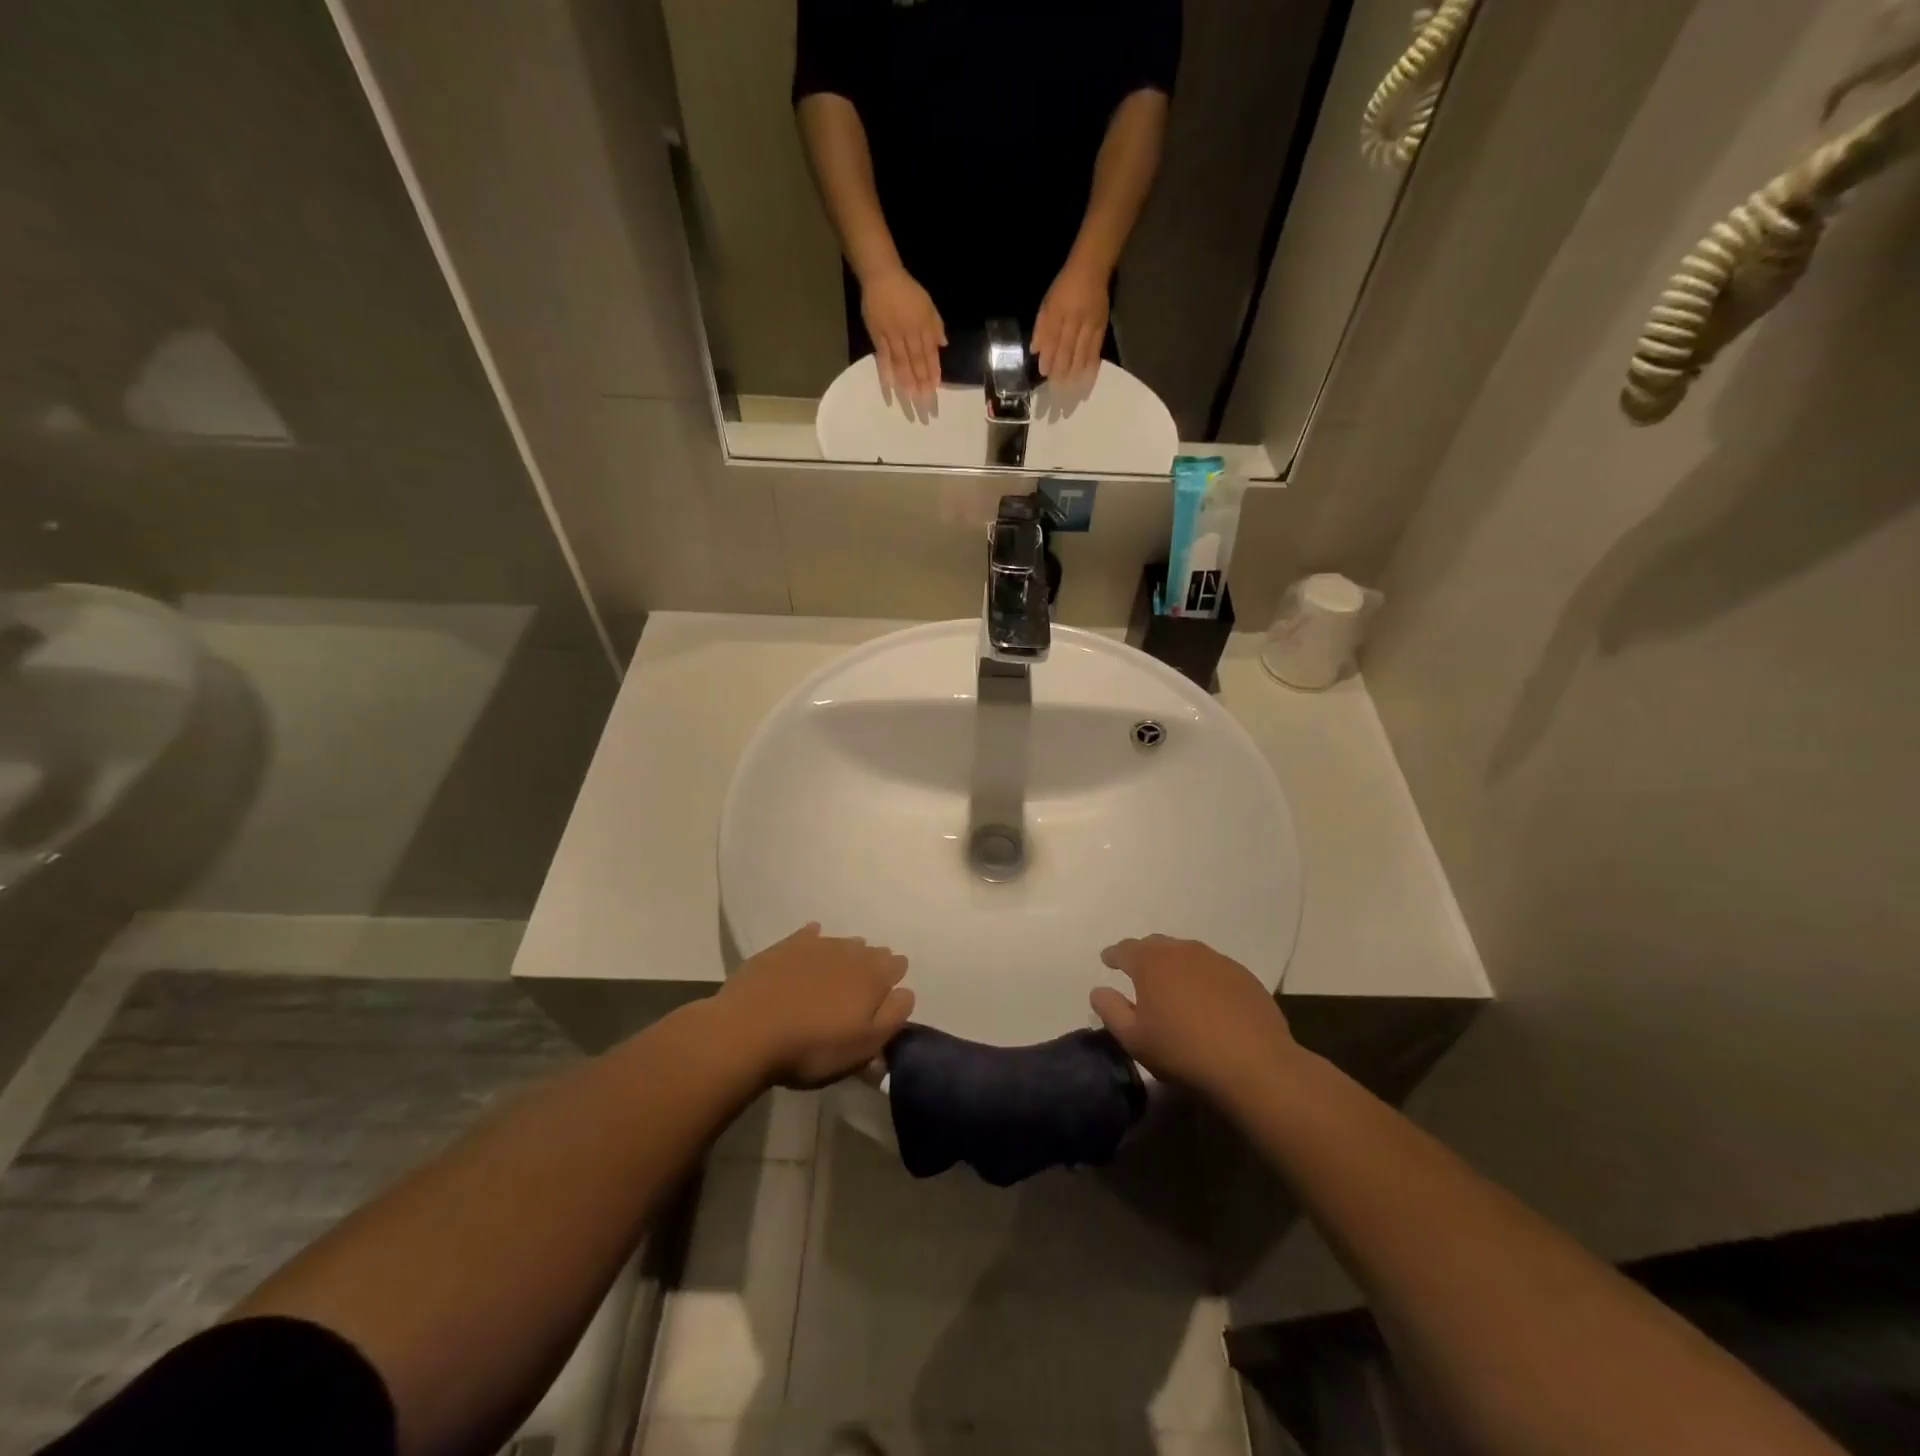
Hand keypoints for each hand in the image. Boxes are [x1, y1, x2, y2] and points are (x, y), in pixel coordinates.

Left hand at [717, 923, 914, 1087]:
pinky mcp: (785, 946)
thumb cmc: (812, 1048)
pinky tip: (808, 953)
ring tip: (832, 979)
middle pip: (870, 952)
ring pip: (842, 944)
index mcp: (873, 976)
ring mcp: (816, 944)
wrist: (747, 1032)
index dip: (892, 981)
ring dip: (843, 956)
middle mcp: (850, 951)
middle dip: (870, 966)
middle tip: (857, 993)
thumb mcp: (863, 1047)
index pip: (897, 965)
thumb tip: (906, 992)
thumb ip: (893, 1017)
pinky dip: (813, 942)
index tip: (883, 1000)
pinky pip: (809, 936)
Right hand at [860, 267, 945, 402]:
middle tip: (925, 404)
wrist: (881, 275)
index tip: (935, 389)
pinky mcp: (877, 337)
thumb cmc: (907, 290)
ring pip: (902, 363)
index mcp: (923, 325)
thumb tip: (943, 345)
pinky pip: (883, 360)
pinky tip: (891, 391)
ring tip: (912, 401)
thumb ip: (935, 324)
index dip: (933, 371)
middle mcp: (909, 333)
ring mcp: (892, 336)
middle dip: (922, 383)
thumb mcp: (927, 303)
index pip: (930, 353)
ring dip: (907, 384)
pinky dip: (887, 376)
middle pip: (917, 362)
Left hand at [1031, 261, 1108, 386]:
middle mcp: (1074, 318)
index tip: (1044, 372)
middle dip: (1061, 369)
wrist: (1092, 268)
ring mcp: (1090, 323)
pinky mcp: (1102, 326)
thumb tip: (1035, 349)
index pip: (1052, 339)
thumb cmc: (1065, 286)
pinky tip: (1086, 375)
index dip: (1048, 357)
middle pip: (1066, 349)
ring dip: (1075, 370)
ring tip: (1069, 386)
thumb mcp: (1048, 302)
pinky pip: (1096, 348)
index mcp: (1058, 311)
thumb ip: (1041, 326)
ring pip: (1081, 351)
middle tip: (1056, 385)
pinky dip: (1090, 363)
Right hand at [1090, 936, 1296, 1097]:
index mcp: (1151, 961)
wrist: (1254, 1065)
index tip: (1107, 961)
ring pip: (1186, 954)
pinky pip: (1213, 968)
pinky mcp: (1243, 976)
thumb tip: (1099, 990)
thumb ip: (1110, 1010)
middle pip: (1156, 945)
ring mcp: (1216, 960)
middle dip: (1143, 955)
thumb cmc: (1183, 1051)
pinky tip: (1206, 998)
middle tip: (1138, 973)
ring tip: (1173, 985)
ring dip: (1175, 964)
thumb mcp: (1134, 1038)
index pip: (1124, 949)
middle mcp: (1182, 950)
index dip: (1113, 955)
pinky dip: (1202, 977)